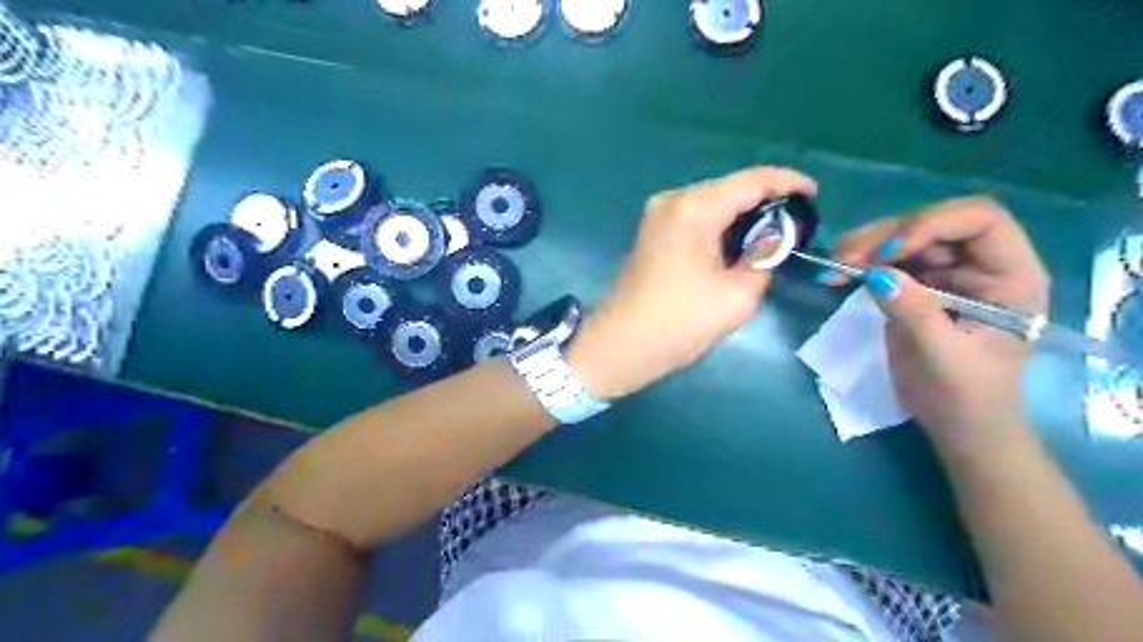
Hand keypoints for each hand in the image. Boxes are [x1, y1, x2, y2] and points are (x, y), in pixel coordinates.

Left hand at [567, 166, 816, 395]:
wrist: (618, 346)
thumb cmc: (677, 323)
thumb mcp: (736, 296)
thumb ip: (764, 257)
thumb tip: (774, 236)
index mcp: (693, 208)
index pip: (750, 180)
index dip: (787, 182)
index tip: (815, 195)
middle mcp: (672, 200)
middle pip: (730, 188)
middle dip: (765, 202)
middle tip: (797, 225)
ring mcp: (657, 215)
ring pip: (712, 204)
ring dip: (742, 217)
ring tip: (773, 238)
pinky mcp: (652, 233)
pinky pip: (696, 218)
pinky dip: (720, 227)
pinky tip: (737, 246)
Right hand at [826, 195, 1046, 451]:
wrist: (957, 425)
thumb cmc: (966, 398)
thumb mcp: (943, 359)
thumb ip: (914, 314)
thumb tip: (875, 274)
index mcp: (1010, 276)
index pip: (979, 221)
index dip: (932, 224)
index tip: (890, 251)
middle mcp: (980, 264)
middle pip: (932, 224)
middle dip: (886, 235)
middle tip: (844, 258)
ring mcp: (946, 273)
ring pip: (903, 236)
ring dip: (865, 245)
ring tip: (833, 265)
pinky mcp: (917, 285)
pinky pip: (886, 260)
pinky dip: (858, 262)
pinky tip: (836, 274)